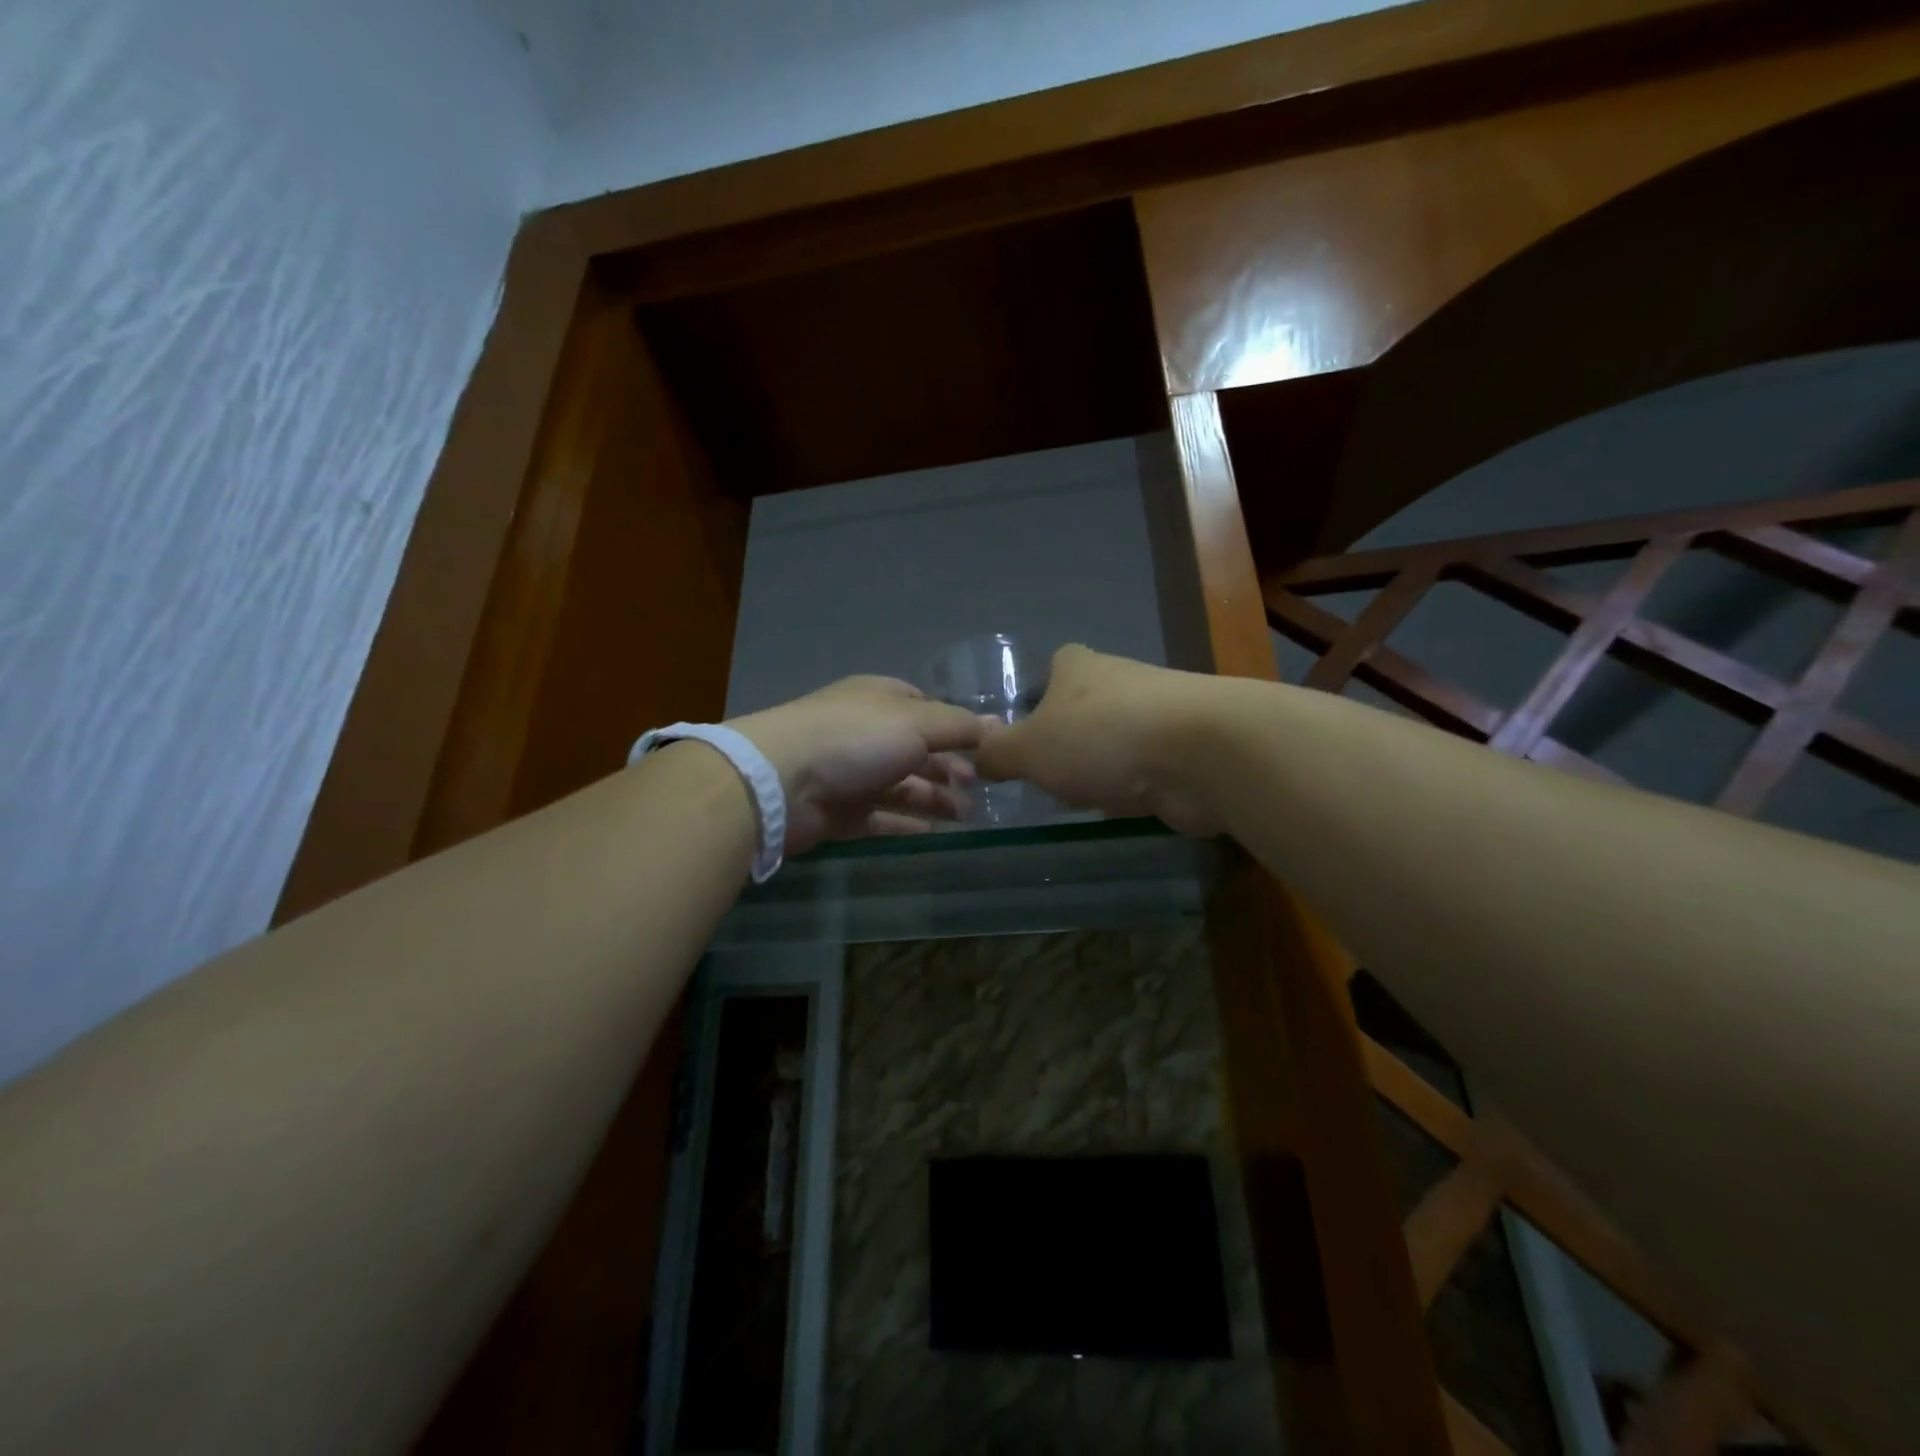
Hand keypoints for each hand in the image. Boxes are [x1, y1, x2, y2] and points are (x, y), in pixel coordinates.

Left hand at [730, 676, 984, 855]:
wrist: (779, 781)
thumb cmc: (855, 739)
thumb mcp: (917, 722)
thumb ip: (960, 727)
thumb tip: (1000, 725)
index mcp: (881, 699)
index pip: (926, 709)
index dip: (957, 728)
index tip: (987, 750)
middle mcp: (866, 732)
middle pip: (916, 750)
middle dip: (949, 768)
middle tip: (981, 789)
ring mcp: (850, 773)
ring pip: (901, 785)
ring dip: (933, 798)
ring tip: (965, 815)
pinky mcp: (839, 811)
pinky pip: (881, 816)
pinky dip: (907, 821)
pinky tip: (933, 832)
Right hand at [975, 645, 1224, 836]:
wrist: (1202, 754)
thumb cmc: (1101, 738)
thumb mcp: (1028, 749)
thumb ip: (996, 753)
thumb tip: (977, 757)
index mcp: (1077, 666)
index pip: (1050, 670)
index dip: (1034, 700)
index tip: (1023, 736)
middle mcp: (1118, 680)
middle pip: (1082, 710)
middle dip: (1066, 742)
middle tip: (1044, 777)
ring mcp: (1156, 714)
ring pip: (1114, 740)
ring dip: (1100, 767)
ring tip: (1081, 797)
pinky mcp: (1184, 749)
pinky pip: (1144, 768)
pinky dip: (1132, 786)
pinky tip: (1122, 806)